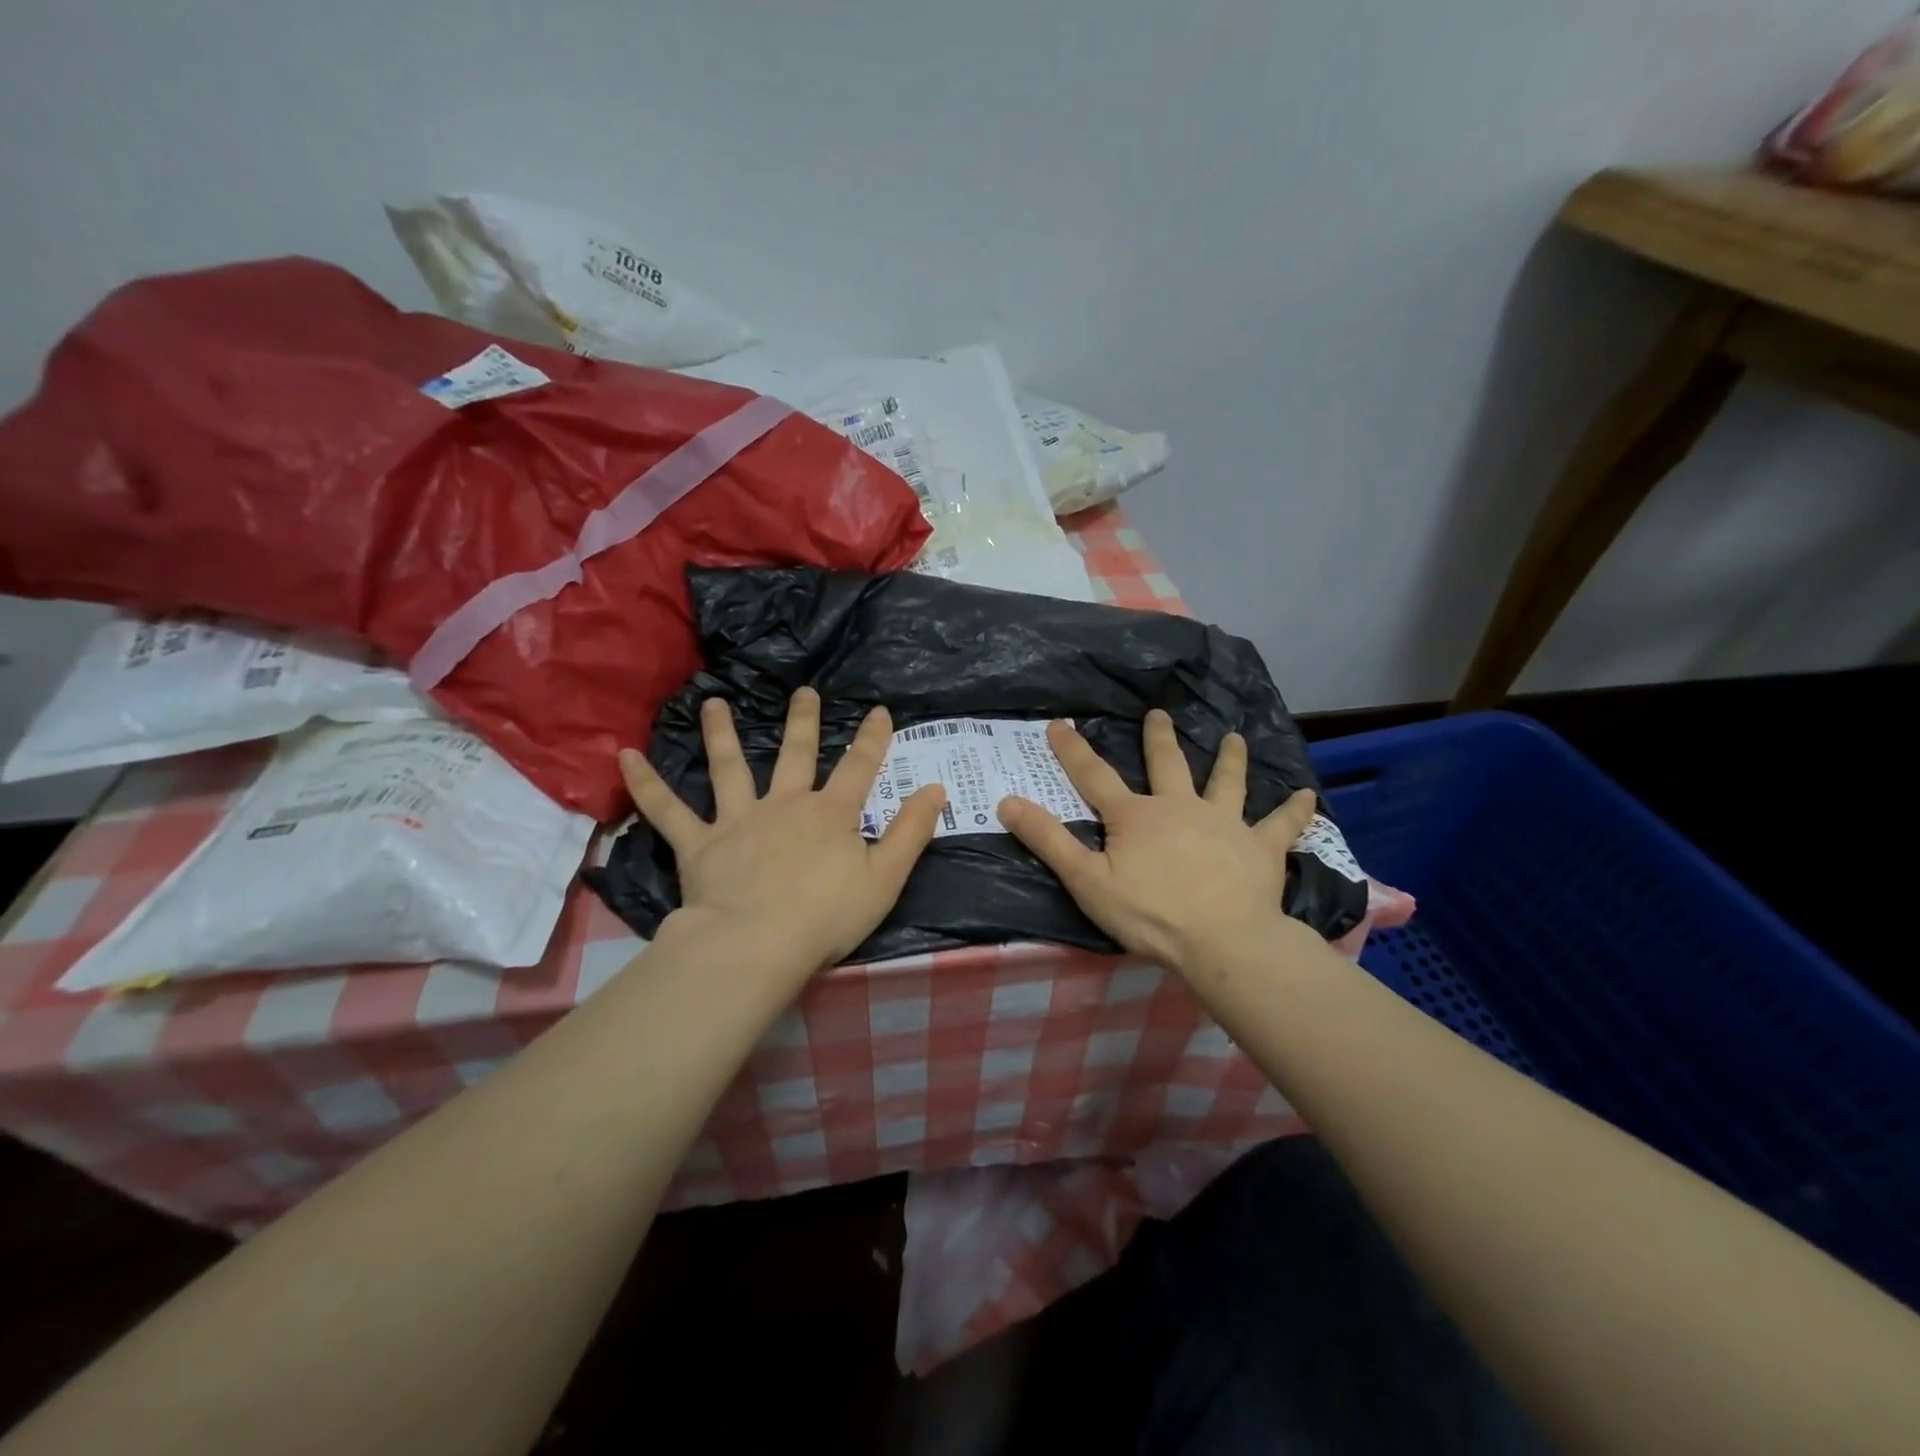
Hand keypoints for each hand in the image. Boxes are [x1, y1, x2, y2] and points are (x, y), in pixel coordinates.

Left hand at [618, 689, 946, 975]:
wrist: (758, 945)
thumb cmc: (827, 916)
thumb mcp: (886, 878)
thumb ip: (912, 832)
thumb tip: (935, 788)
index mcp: (830, 814)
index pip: (860, 767)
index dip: (873, 738)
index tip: (879, 711)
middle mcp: (784, 804)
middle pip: (796, 754)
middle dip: (804, 721)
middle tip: (804, 692)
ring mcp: (738, 820)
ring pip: (729, 767)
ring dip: (721, 733)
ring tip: (713, 703)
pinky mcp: (699, 844)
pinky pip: (667, 810)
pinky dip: (646, 784)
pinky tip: (623, 756)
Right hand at [998, 710, 1316, 972]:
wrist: (1223, 941)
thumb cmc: (1150, 914)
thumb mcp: (1087, 880)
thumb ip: (1048, 840)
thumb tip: (1007, 801)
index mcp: (1136, 816)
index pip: (1094, 776)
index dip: (1073, 749)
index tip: (1060, 723)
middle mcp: (1180, 807)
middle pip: (1167, 765)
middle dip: (1159, 739)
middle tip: (1159, 714)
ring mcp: (1225, 823)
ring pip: (1227, 783)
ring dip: (1230, 759)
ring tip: (1234, 737)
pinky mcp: (1261, 848)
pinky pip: (1281, 825)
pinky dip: (1294, 811)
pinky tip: (1308, 795)